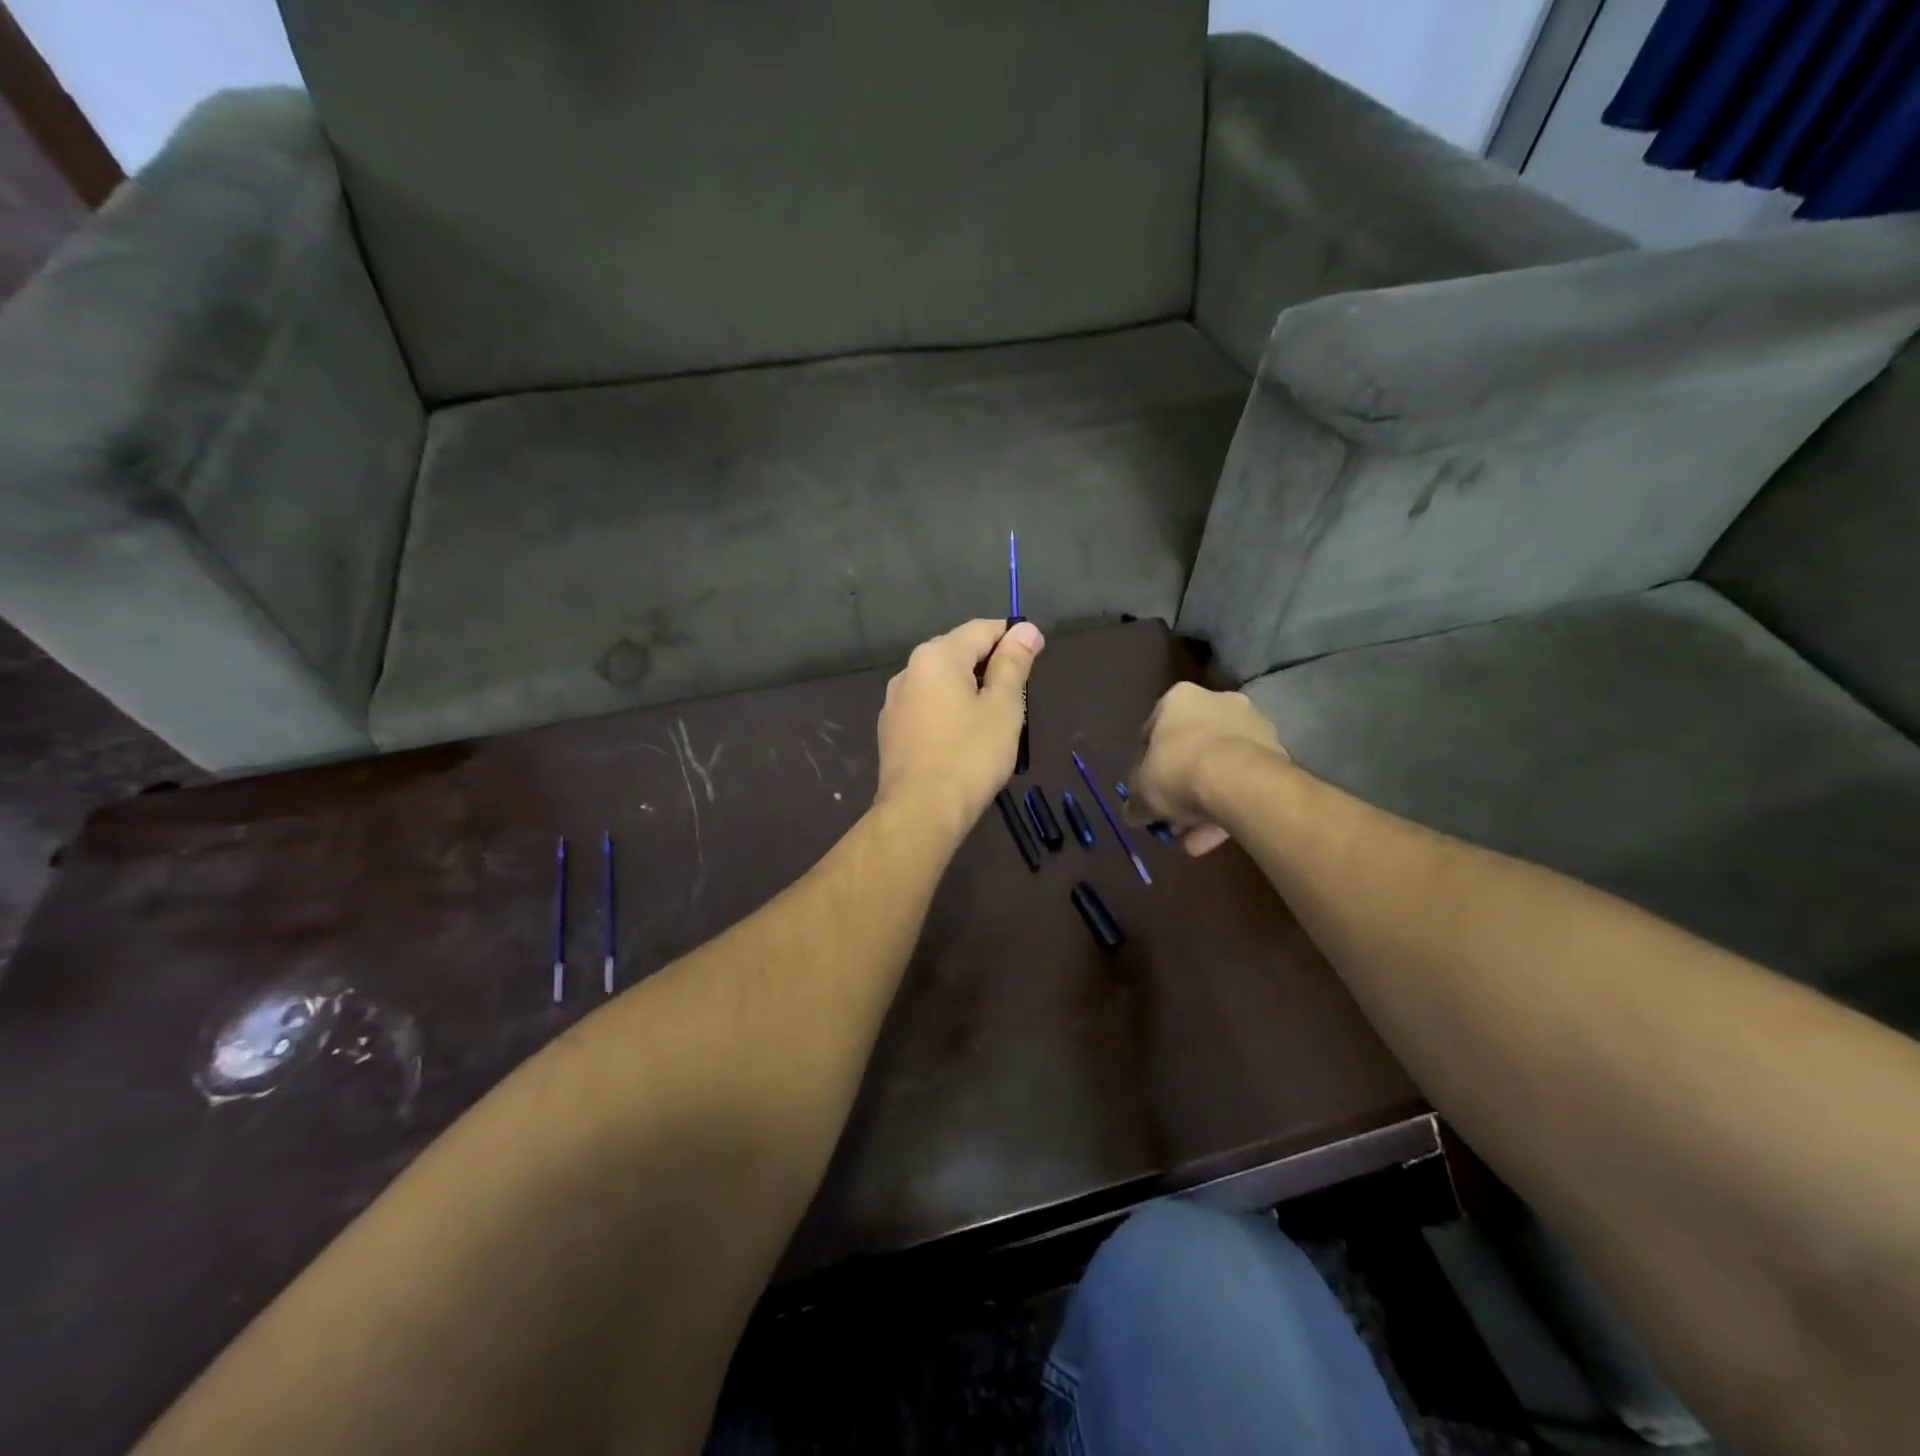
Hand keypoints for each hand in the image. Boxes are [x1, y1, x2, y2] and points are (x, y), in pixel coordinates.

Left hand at [875, 618, 1044, 840]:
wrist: (920, 812)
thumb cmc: (970, 755)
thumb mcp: (1003, 706)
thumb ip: (1013, 663)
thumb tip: (1025, 628)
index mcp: (936, 656)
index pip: (982, 629)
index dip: (1013, 638)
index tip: (1038, 654)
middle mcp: (909, 670)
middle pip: (959, 653)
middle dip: (991, 665)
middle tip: (1019, 695)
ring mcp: (895, 702)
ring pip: (942, 683)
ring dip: (970, 690)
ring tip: (995, 720)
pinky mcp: (891, 731)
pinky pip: (928, 708)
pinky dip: (950, 712)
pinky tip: (964, 739)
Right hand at [1130, 682, 1288, 856]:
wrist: (1240, 781)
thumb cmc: (1178, 771)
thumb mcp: (1141, 791)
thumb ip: (1135, 801)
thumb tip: (1133, 813)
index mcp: (1179, 698)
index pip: (1154, 730)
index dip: (1146, 764)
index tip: (1145, 789)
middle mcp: (1218, 701)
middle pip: (1191, 748)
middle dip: (1181, 785)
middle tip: (1172, 816)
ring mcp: (1252, 725)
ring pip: (1221, 767)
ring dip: (1206, 802)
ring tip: (1194, 839)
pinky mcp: (1277, 752)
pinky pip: (1244, 781)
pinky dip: (1230, 806)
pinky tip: (1216, 838)